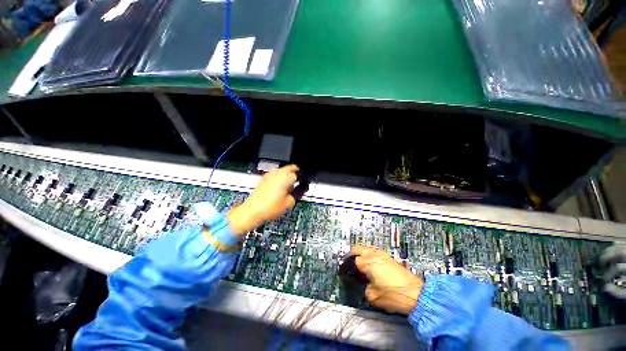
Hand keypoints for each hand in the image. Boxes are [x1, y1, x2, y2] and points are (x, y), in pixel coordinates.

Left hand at [228, 165, 298, 234]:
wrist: (253, 210)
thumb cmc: (269, 207)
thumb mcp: (288, 204)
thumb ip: (294, 196)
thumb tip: (294, 194)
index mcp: (285, 179)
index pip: (296, 174)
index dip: (299, 179)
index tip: (300, 182)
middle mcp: (277, 174)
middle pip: (288, 167)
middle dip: (294, 171)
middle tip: (297, 176)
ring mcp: (269, 175)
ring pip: (280, 169)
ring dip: (285, 172)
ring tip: (287, 180)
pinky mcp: (263, 179)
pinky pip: (272, 173)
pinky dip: (277, 176)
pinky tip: (277, 183)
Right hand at [351, 246, 423, 314]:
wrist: (416, 294)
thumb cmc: (394, 296)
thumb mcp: (373, 297)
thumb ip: (364, 288)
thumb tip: (363, 284)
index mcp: (368, 263)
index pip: (354, 260)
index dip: (350, 267)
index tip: (349, 272)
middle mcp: (374, 255)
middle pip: (358, 248)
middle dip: (352, 255)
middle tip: (351, 264)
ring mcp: (382, 254)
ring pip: (366, 248)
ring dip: (361, 254)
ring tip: (360, 264)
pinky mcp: (389, 256)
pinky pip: (374, 251)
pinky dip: (369, 255)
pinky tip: (371, 265)